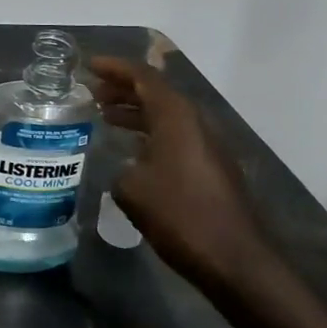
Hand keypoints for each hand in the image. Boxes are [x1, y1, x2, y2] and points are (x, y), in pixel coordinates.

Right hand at [89, 57, 272, 295]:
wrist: (237, 261)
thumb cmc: (181, 216)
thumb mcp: (133, 190)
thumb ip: (120, 168)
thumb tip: (124, 168)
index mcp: (176, 116)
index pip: (143, 76)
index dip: (115, 68)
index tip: (89, 66)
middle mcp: (195, 122)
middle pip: (156, 92)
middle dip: (123, 88)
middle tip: (93, 92)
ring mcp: (207, 145)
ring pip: (166, 116)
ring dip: (136, 112)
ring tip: (105, 117)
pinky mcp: (212, 168)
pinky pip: (175, 136)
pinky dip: (150, 134)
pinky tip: (131, 151)